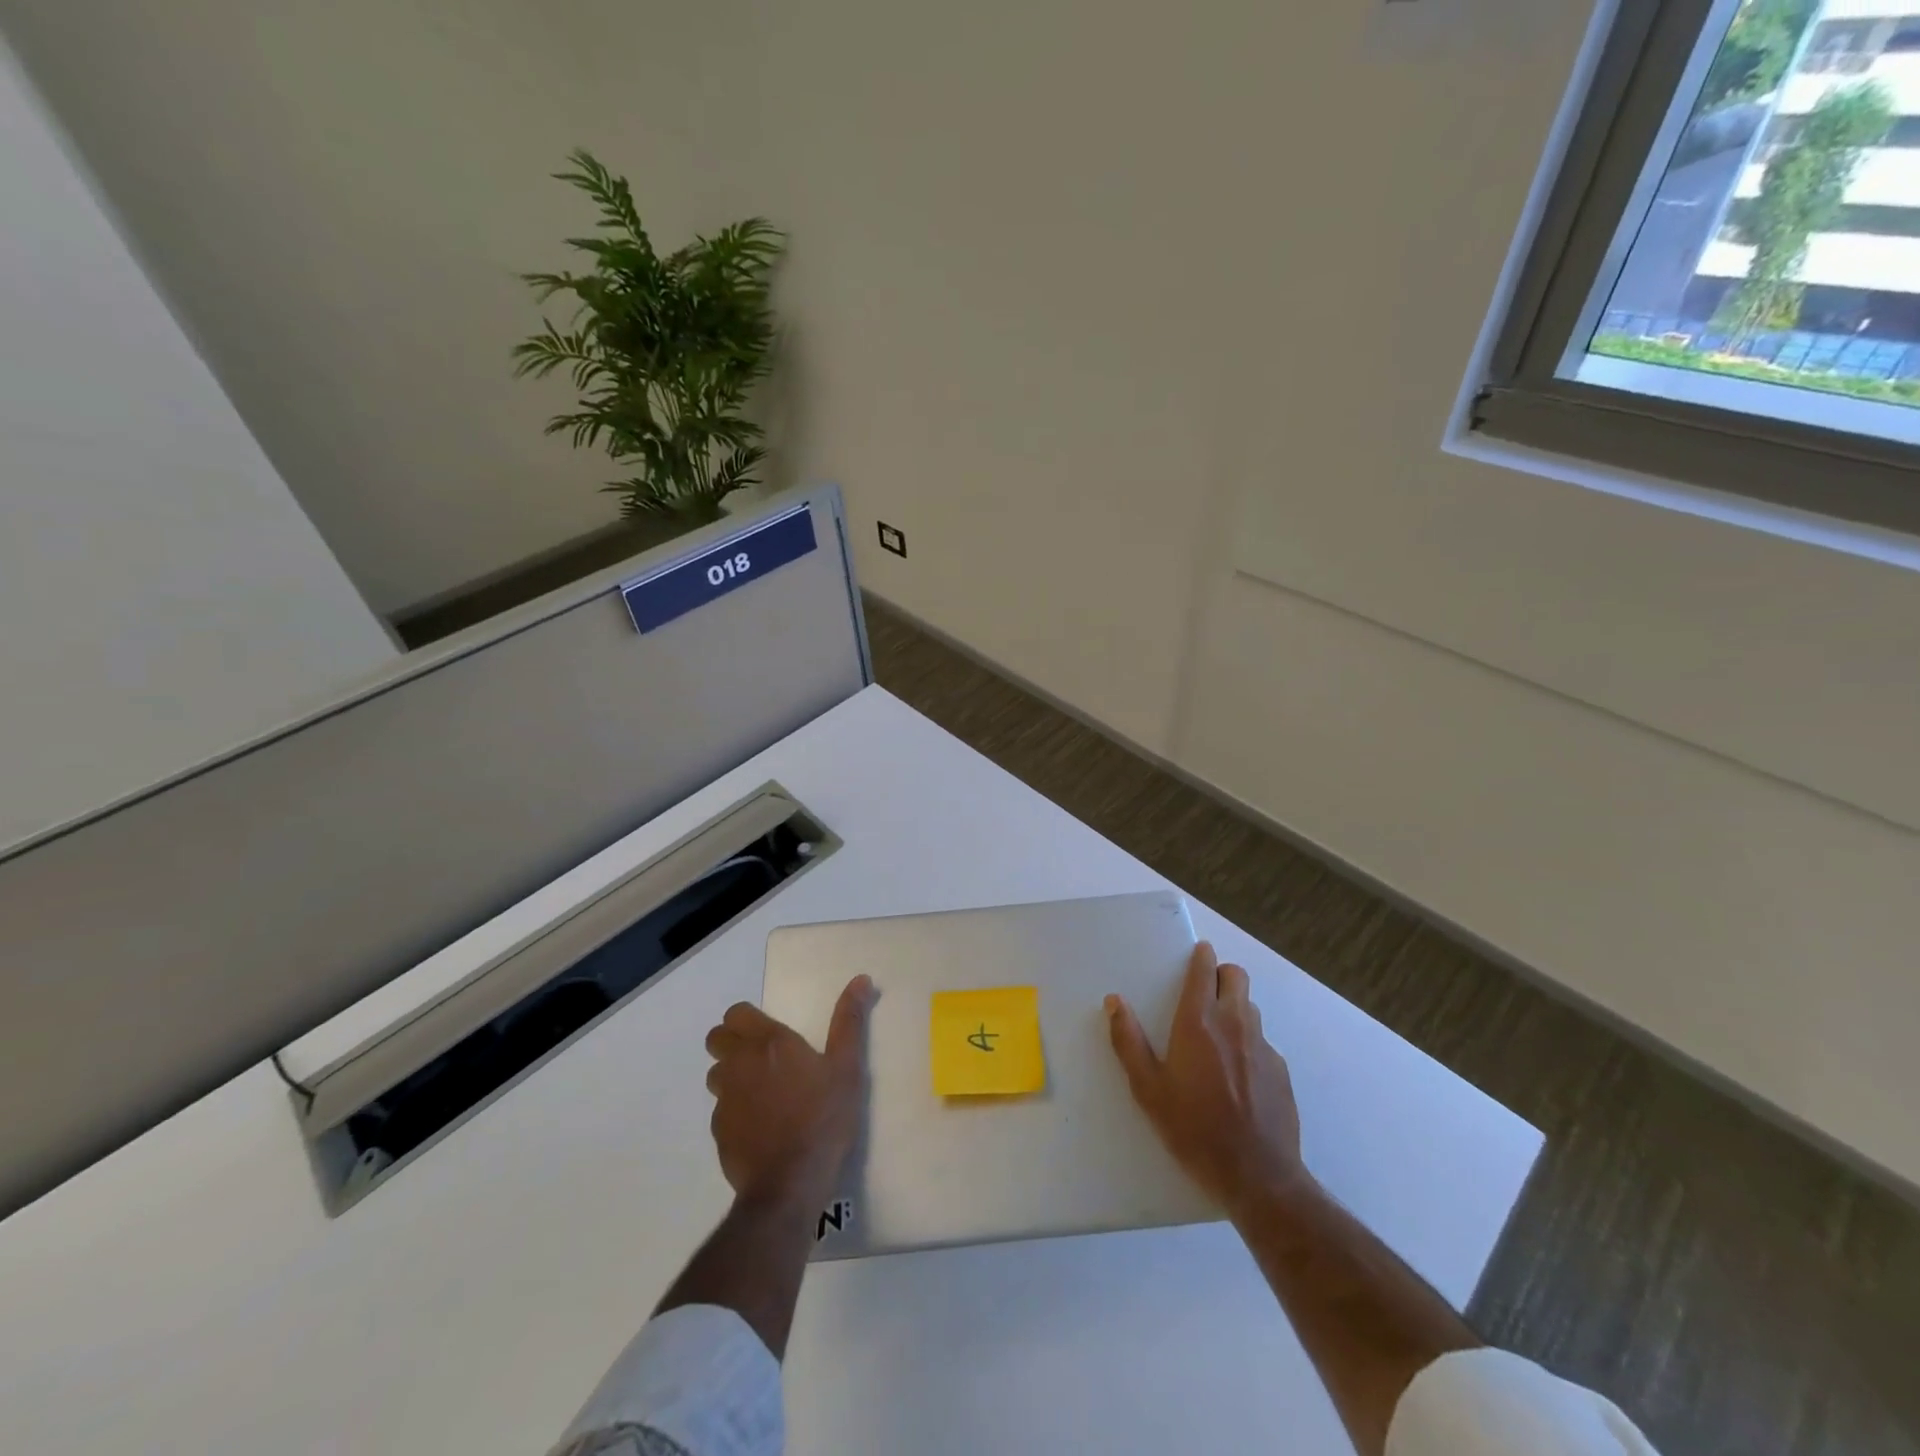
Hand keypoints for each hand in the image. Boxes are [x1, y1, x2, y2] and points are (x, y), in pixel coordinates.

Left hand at [704, 976, 875, 1213]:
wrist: (791, 1183)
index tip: (768, 1030)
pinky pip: (721, 1110)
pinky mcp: (719, 1133)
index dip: (747, 1018)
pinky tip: (760, 1125)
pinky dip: (736, 1110)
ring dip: (732, 1075)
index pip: (736, 1014)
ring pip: (716, 1075)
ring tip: (762, 1091)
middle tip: (763, 1057)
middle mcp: (739, 1065)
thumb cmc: (823, 1117)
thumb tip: (861, 979)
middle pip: (717, 1039)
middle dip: (732, 1041)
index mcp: (768, 1043)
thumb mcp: (847, 1066)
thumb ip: (849, 1020)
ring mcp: (725, 1100)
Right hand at [1107, 942, 1310, 1218]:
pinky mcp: (1280, 1070)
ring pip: (1250, 1007)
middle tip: (1204, 992)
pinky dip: (1248, 1043)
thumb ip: (1128, 1041)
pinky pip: (1262, 1041)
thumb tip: (1114, 1001)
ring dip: (1234, 1007)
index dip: (1200, 956)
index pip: (1204, 970)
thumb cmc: (1193, 1129)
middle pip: (1236, 976)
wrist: (1258, 1176)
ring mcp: (1262, 1046)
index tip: (1197, 952)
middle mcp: (1234, 1024)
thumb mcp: (1148, 1090)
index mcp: (1198, 1023)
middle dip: (1221, 974)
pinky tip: (1238, 1074)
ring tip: (1217, 1035)